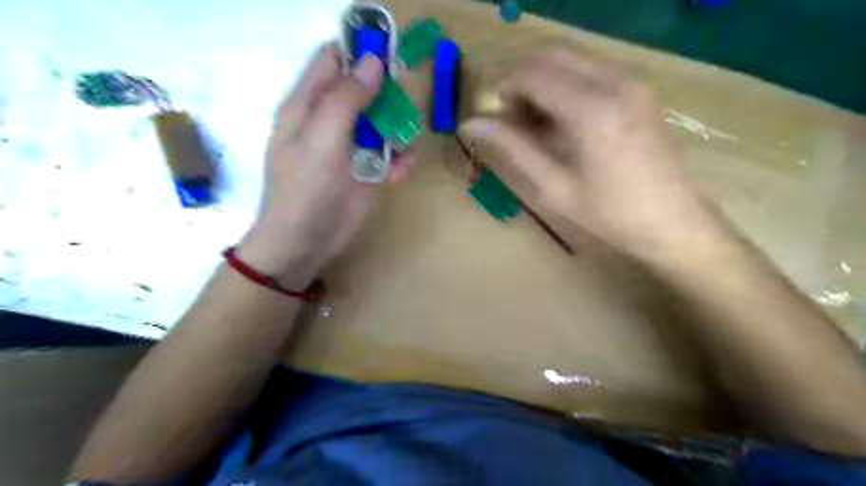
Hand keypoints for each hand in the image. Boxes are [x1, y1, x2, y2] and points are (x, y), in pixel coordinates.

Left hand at [236, 43, 413, 287]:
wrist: (306, 242)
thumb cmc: (305, 189)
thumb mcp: (321, 139)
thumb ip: (346, 100)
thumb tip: (373, 62)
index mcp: (307, 106)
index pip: (332, 61)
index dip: (358, 51)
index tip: (388, 54)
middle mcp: (329, 122)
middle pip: (361, 90)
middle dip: (384, 90)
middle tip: (403, 97)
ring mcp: (350, 148)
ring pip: (380, 122)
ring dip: (396, 125)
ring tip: (406, 134)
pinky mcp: (366, 172)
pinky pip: (389, 156)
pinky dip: (399, 159)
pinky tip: (405, 165)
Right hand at [463, 47, 720, 258]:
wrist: (673, 222)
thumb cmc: (609, 215)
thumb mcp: (554, 188)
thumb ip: (513, 147)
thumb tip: (472, 123)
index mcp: (592, 111)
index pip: (533, 73)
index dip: (503, 87)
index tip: (493, 115)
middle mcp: (615, 82)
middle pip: (551, 54)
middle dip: (521, 78)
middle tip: (511, 117)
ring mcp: (632, 80)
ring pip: (571, 57)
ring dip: (542, 79)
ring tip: (534, 121)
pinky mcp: (639, 88)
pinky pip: (590, 67)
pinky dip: (565, 82)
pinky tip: (561, 117)